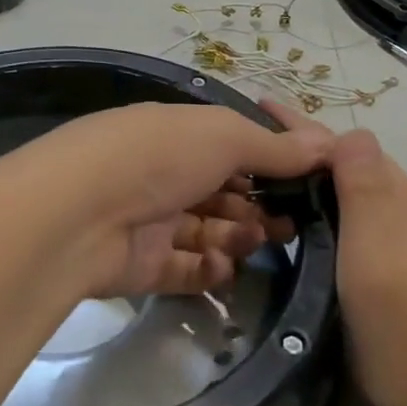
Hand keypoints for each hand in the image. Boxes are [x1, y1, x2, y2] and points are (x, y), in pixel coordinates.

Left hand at [0, 102, 332, 300]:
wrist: (78, 214)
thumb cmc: (156, 157)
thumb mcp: (222, 137)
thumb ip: (274, 146)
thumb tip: (328, 143)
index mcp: (174, 135)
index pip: (227, 148)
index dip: (266, 165)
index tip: (305, 184)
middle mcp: (160, 175)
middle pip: (219, 195)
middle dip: (255, 208)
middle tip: (290, 226)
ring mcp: (147, 221)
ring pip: (204, 233)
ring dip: (236, 238)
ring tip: (257, 242)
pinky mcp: (138, 266)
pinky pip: (182, 269)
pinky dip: (208, 270)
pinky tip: (225, 269)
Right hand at [265, 104, 406, 405]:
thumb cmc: (403, 313)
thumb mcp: (378, 238)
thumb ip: (363, 180)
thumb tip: (347, 130)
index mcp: (398, 194)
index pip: (340, 143)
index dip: (298, 124)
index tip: (254, 106)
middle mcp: (400, 210)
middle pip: (342, 166)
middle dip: (297, 149)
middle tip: (243, 149)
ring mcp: (399, 244)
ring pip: (344, 197)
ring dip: (306, 182)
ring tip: (258, 184)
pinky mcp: (389, 275)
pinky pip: (345, 226)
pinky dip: (315, 214)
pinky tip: (293, 228)